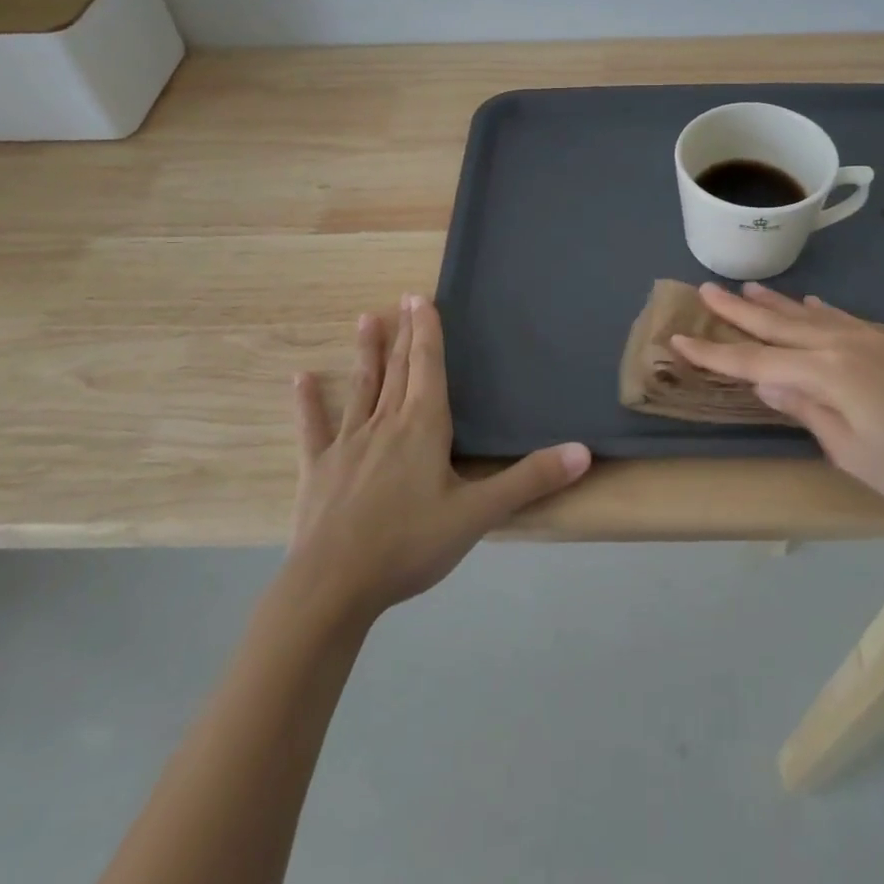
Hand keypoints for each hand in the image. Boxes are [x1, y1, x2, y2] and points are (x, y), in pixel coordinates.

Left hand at [285, 295, 590, 622]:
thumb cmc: (409, 544)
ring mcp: (348, 444)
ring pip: (362, 388)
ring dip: (366, 354)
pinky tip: (300, 378)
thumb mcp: (478, 514)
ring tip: (365, 319)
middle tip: (403, 299)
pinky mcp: (318, 469)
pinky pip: (313, 428)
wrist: (333, 586)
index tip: (422, 297)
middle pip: (399, 369)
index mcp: (423, 426)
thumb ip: (530, 480)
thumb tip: (584, 451)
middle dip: (404, 333)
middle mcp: (385, 423)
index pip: (428, 366)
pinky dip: (308, 403)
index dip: (427, 331)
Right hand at [671, 281, 883, 512]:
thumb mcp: (852, 451)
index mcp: (826, 373)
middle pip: (777, 325)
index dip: (715, 352)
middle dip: (737, 311)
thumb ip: (806, 410)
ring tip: (745, 288)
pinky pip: (840, 318)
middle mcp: (841, 345)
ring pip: (807, 315)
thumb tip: (764, 379)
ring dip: (773, 303)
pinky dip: (817, 309)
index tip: (678, 338)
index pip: (756, 359)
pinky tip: (809, 303)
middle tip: (704, 290)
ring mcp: (867, 340)